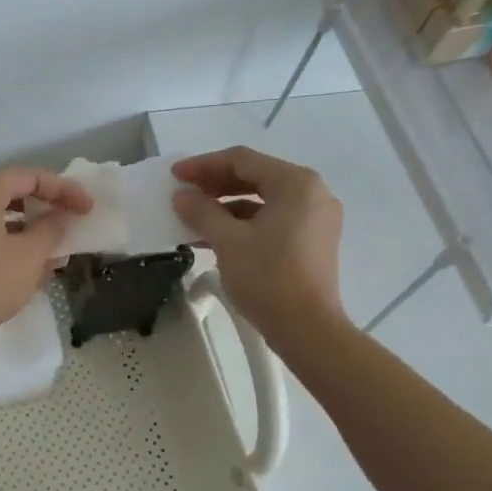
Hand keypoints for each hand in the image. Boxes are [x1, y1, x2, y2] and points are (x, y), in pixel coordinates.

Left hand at [0, 166, 92, 360]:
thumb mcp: (29, 255)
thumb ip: (51, 229)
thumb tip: (61, 216)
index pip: (27, 177)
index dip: (63, 189)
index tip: (88, 208)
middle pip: (12, 193)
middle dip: (46, 207)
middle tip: (73, 221)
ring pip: (0, 218)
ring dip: (32, 230)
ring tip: (59, 249)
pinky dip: (13, 245)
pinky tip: (36, 268)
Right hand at [171, 146, 347, 340]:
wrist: (308, 330)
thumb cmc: (268, 278)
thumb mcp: (227, 241)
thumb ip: (202, 211)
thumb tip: (182, 196)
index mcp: (296, 183)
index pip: (242, 160)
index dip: (203, 165)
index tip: (174, 176)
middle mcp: (312, 193)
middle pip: (255, 176)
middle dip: (215, 184)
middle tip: (183, 193)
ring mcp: (316, 218)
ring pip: (263, 199)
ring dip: (226, 205)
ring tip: (193, 217)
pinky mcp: (313, 240)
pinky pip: (273, 219)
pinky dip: (244, 222)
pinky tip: (215, 236)